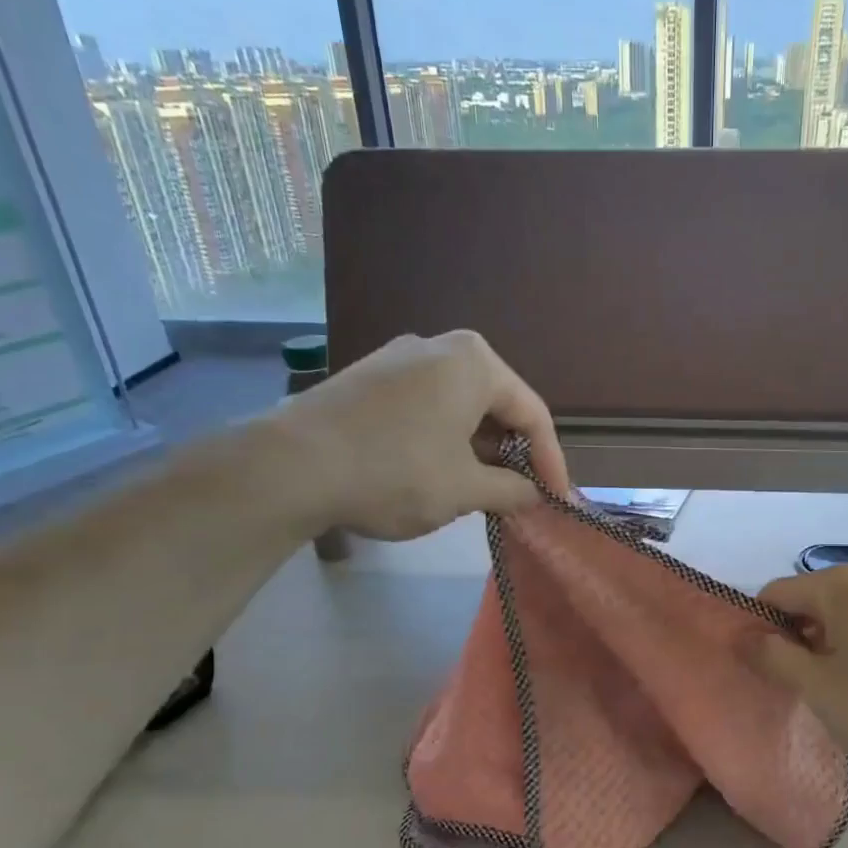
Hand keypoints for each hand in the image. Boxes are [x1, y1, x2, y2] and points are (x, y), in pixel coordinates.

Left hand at [264, 331, 571, 540]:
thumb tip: (533, 495)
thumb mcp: (465, 489)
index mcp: (475, 362)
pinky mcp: (367, 378)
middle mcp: (440, 347)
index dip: (551, 463)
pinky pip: (424, 406)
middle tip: (519, 495)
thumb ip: (511, 490)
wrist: (290, 466)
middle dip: (512, 453)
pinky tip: (436, 472)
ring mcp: (398, 358)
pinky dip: (442, 439)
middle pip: (496, 405)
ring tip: (480, 490)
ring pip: (459, 406)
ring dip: (477, 449)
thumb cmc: (396, 471)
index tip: (557, 501)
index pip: (532, 415)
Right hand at [749, 567, 847, 770]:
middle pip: (809, 603)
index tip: (755, 668)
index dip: (757, 628)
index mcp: (838, 586)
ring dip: (823, 649)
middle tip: (789, 686)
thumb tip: (741, 637)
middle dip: (791, 640)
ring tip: (828, 694)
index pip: (774, 594)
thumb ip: (772, 656)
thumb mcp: (816, 686)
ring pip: (840, 618)